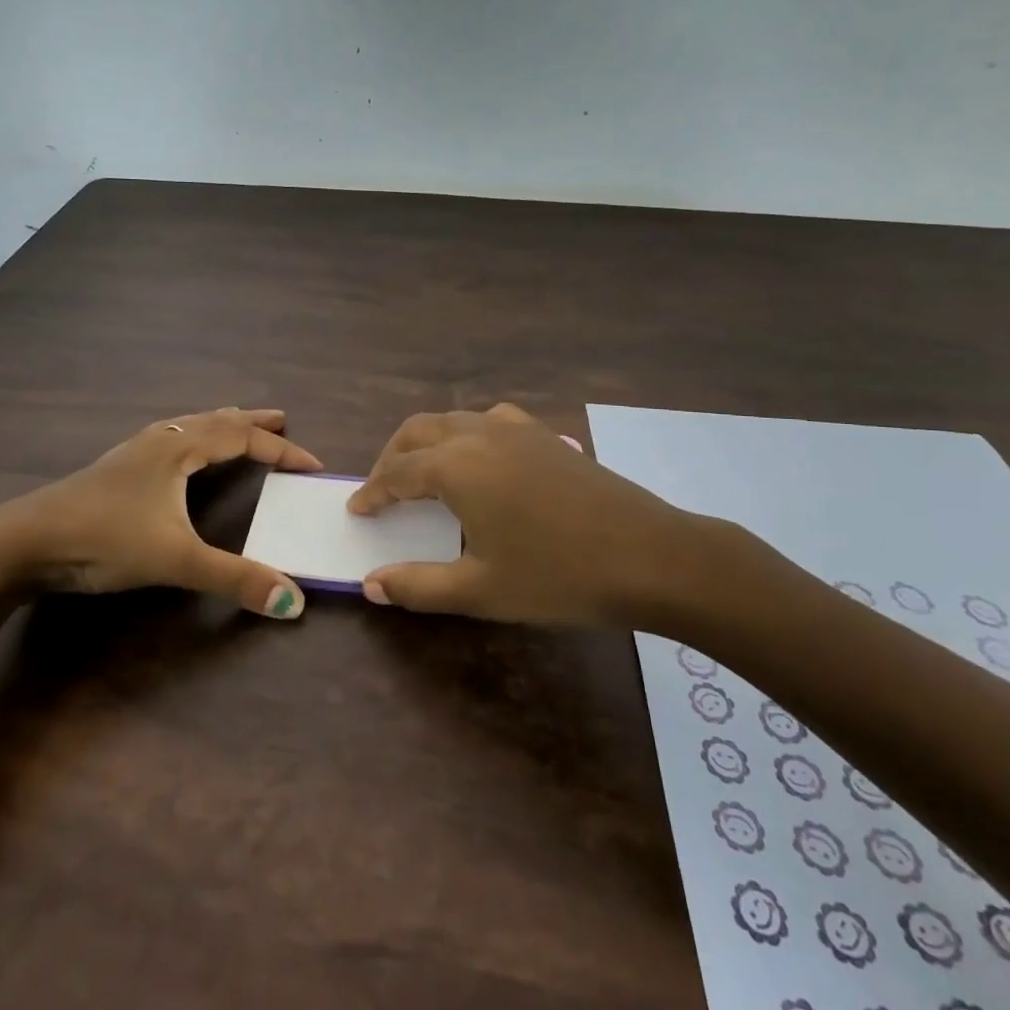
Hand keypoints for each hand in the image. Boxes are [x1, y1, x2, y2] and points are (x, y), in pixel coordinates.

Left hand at [0, 407, 322, 617]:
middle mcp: (159, 442)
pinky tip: (174, 451)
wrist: (23, 541)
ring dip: (217, 423)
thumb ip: (234, 579)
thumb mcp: (176, 559)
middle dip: (251, 422)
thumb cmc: (104, 539)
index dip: (280, 450)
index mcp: (179, 450)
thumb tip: (293, 600)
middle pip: (215, 421)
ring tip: (234, 421)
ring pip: (186, 426)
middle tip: (280, 418)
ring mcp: (132, 453)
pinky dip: (188, 436)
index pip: (242, 439)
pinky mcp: (112, 470)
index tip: (311, 464)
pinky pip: (165, 439)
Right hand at [347, 404, 749, 626]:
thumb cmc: (558, 575)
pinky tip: (483, 461)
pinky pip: (492, 421)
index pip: (398, 472)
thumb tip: (370, 585)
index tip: (357, 509)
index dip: (373, 492)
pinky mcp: (548, 435)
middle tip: (383, 489)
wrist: (651, 555)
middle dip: (394, 456)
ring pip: (455, 420)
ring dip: (429, 441)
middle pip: (419, 431)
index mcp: (456, 466)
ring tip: (425, 473)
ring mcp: (518, 429)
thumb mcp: (481, 590)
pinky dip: (468, 434)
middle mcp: (480, 434)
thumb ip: (418, 586)